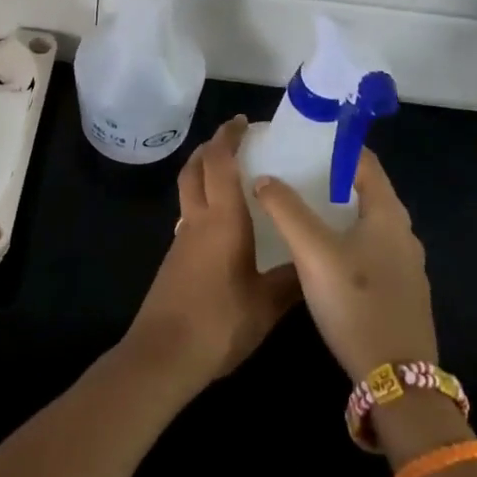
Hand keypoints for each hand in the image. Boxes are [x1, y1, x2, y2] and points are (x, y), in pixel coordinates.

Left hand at [125, 116, 300, 392]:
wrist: (164, 355)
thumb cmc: (219, 322)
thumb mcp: (266, 305)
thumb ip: (290, 280)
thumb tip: (312, 261)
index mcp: (222, 220)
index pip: (220, 163)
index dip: (228, 137)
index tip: (242, 121)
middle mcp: (198, 220)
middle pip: (195, 169)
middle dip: (211, 148)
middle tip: (234, 139)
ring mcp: (181, 239)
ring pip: (188, 190)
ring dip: (204, 173)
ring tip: (232, 176)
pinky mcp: (175, 259)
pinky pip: (189, 215)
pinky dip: (203, 202)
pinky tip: (224, 224)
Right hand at [253, 148, 437, 382]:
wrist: (398, 382)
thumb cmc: (357, 303)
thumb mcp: (313, 252)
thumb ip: (286, 211)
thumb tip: (264, 178)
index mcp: (388, 214)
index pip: (364, 162)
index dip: (335, 146)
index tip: (303, 140)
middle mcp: (402, 233)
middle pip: (365, 190)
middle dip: (330, 177)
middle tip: (292, 171)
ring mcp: (404, 265)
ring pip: (366, 222)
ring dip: (336, 210)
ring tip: (298, 207)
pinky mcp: (399, 292)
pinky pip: (369, 249)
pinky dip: (345, 238)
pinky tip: (319, 252)